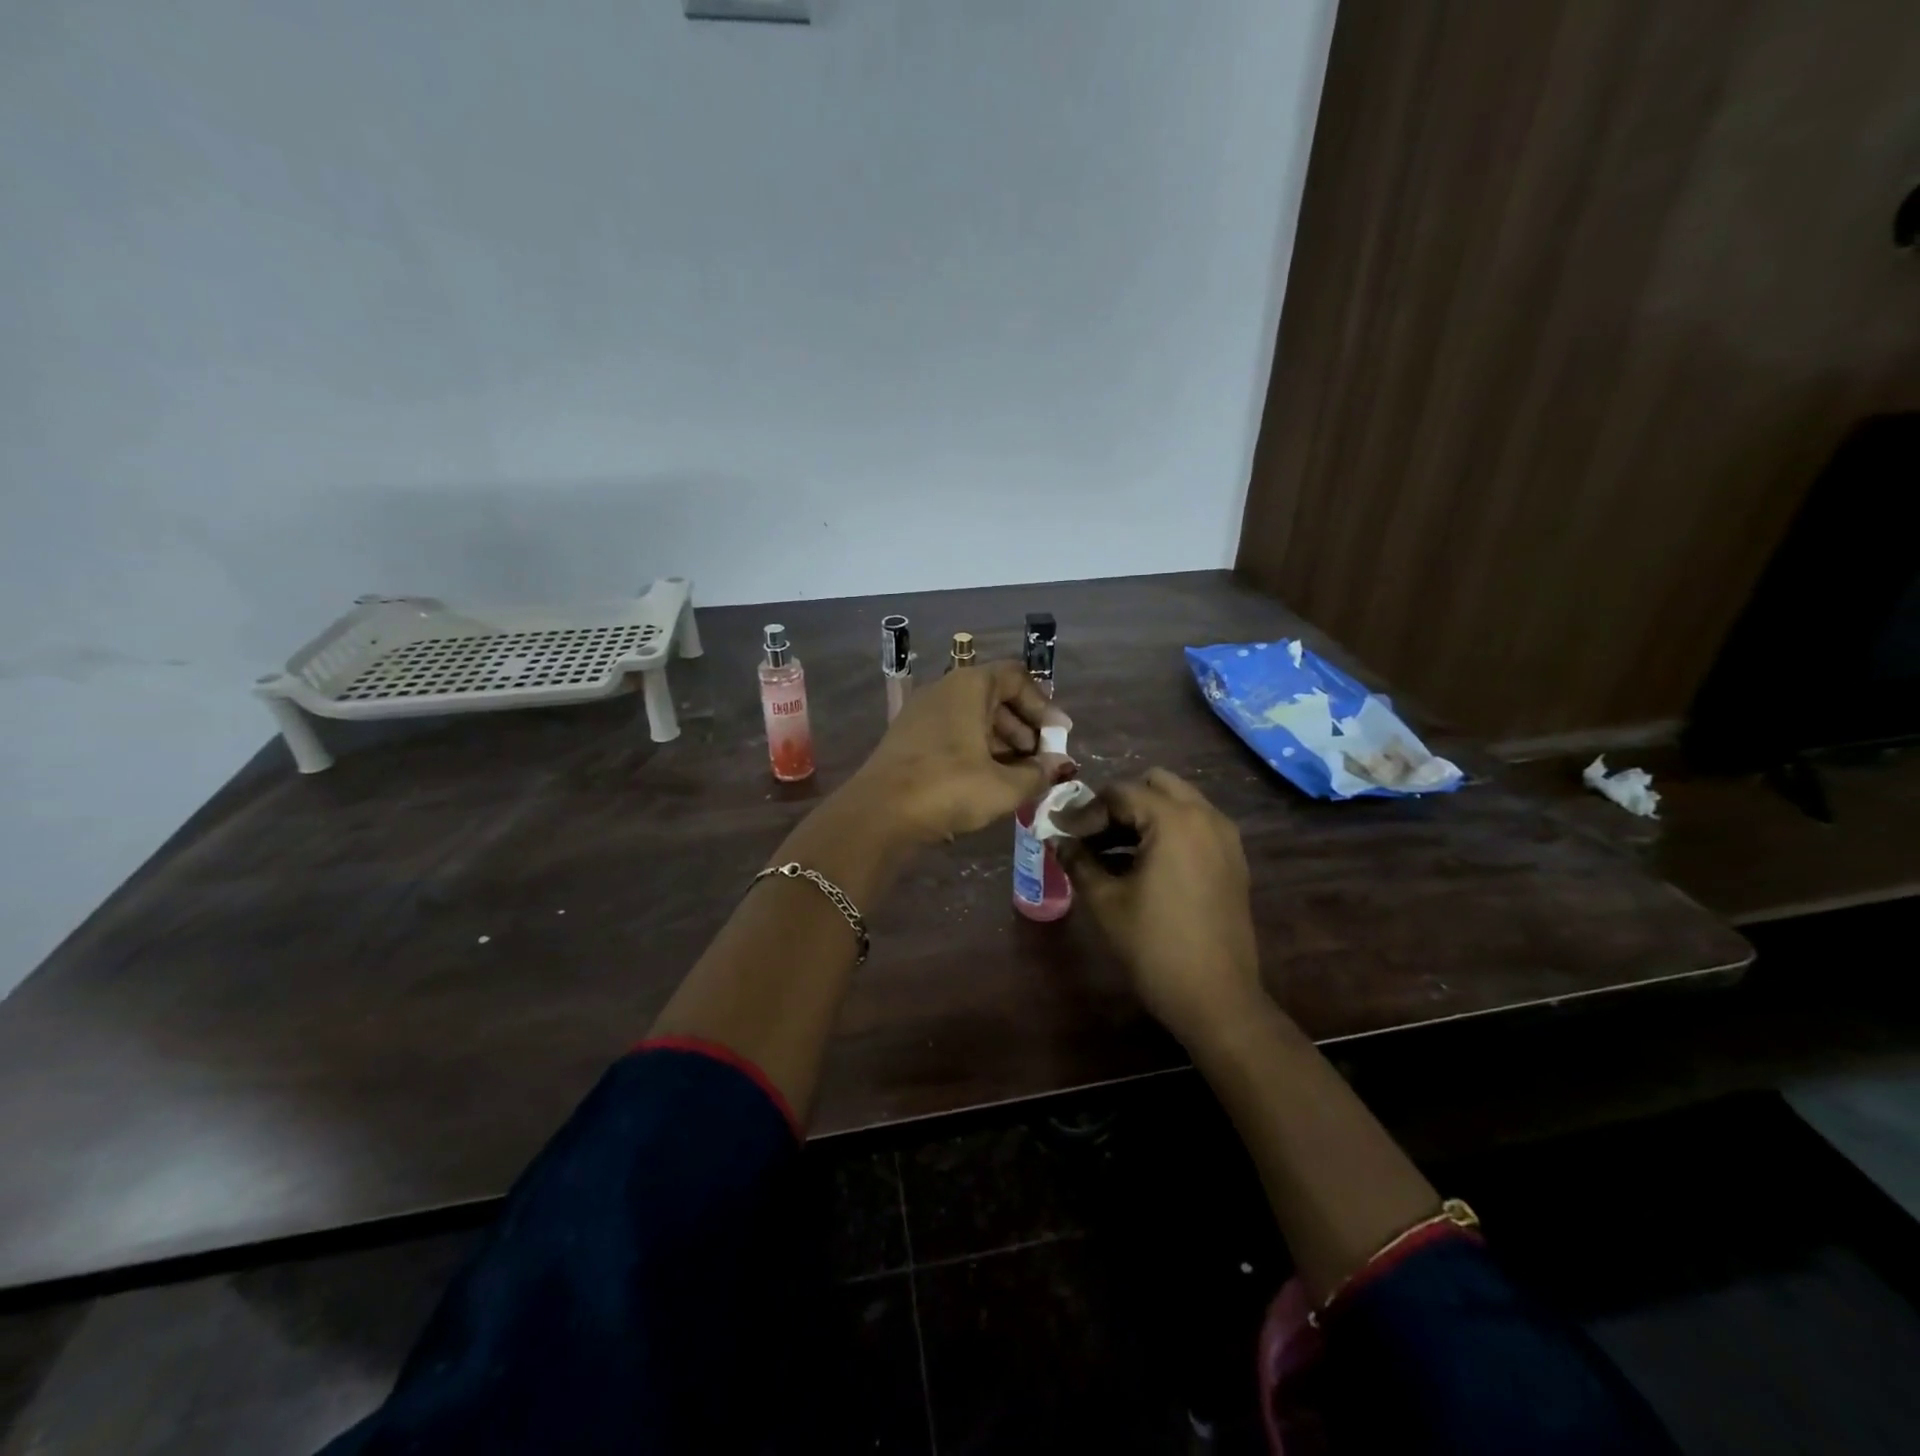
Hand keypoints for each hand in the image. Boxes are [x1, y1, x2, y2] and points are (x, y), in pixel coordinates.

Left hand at [850, 662, 1071, 844]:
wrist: (879, 813)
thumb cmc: (949, 787)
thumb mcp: (1004, 786)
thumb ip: (1038, 773)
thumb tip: (1059, 766)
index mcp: (969, 686)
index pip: (1017, 677)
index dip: (1043, 705)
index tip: (1059, 736)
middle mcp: (944, 690)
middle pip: (995, 697)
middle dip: (1024, 727)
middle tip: (1041, 759)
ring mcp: (922, 713)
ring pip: (973, 718)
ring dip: (1001, 742)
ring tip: (1019, 775)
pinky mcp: (908, 738)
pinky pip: (953, 733)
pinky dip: (976, 750)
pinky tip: (987, 781)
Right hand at [1058, 768, 1263, 1043]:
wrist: (1217, 998)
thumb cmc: (1155, 946)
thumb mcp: (1106, 901)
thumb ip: (1078, 861)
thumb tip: (1057, 840)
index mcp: (1175, 820)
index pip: (1120, 793)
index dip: (1085, 811)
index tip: (1061, 832)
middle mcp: (1206, 817)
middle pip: (1154, 784)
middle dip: (1118, 803)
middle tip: (1091, 833)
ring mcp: (1225, 838)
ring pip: (1177, 803)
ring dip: (1142, 816)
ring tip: (1109, 850)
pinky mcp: (1232, 860)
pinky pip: (1194, 826)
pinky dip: (1165, 831)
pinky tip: (1140, 864)